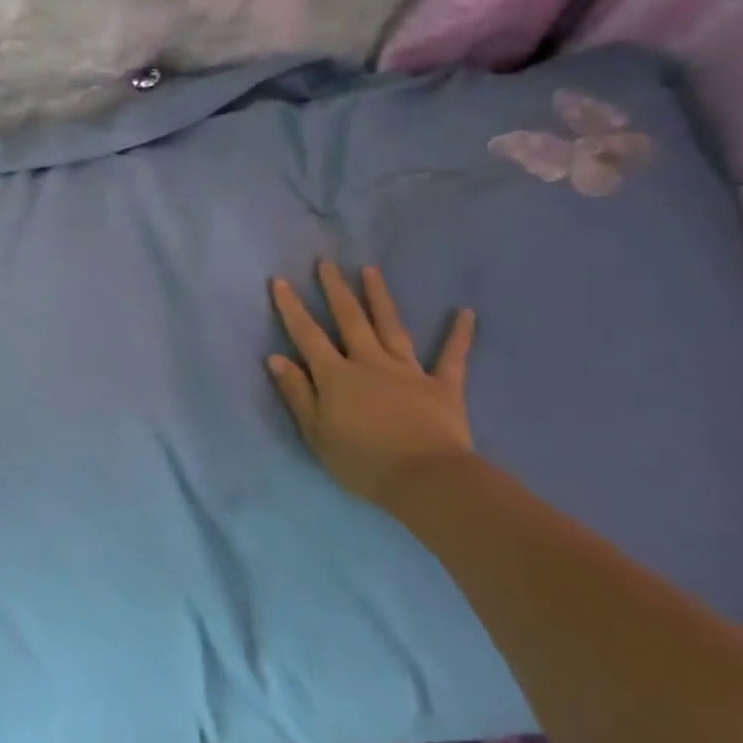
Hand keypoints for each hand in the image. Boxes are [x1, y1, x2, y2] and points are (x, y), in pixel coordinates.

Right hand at [267, 262, 476, 506]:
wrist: (426, 479)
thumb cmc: (362, 461)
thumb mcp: (316, 433)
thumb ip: (297, 393)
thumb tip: (276, 358)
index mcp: (336, 376)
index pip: (307, 335)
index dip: (292, 307)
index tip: (280, 281)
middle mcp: (369, 362)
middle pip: (350, 320)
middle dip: (336, 290)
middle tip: (327, 263)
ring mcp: (408, 370)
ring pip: (391, 326)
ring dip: (380, 297)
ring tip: (371, 270)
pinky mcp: (443, 386)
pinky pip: (452, 356)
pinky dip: (459, 334)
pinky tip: (466, 312)